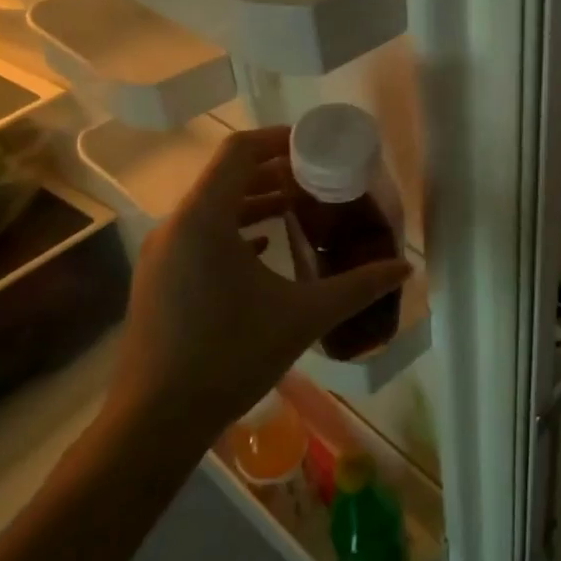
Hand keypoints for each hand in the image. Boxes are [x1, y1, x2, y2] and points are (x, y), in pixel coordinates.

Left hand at [104, 125, 410, 458]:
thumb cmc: (230, 356)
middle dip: (276, 172)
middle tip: (321, 180)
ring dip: (257, 201)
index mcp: (204, 218)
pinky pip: (201, 234)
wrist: (155, 421)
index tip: (318, 146)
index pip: (239, 151)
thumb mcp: (304, 316)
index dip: (280, 139)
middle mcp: (176, 225)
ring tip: (300, 211)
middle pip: (227, 176)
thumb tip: (405, 267)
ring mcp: (162, 253)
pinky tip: (266, 249)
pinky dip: (236, 229)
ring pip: (213, 206)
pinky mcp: (159, 278)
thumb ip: (359, 286)